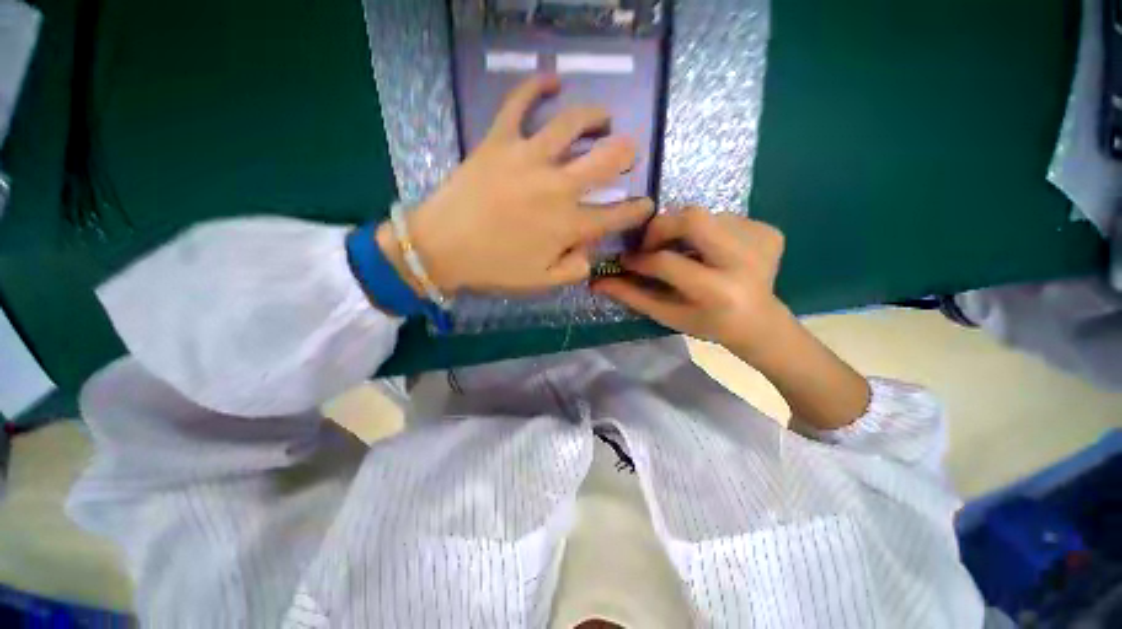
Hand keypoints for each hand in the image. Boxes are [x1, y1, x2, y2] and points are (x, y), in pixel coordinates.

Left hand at [380, 75, 653, 293]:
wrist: (440, 248)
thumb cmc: (493, 269)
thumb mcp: (541, 283)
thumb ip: (574, 269)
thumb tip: (590, 252)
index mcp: (569, 225)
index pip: (618, 215)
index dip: (638, 210)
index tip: (646, 205)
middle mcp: (557, 187)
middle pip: (606, 159)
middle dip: (626, 153)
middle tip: (628, 152)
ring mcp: (528, 158)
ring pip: (573, 122)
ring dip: (595, 116)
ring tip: (602, 118)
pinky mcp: (499, 140)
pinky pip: (519, 102)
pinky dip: (537, 84)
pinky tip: (553, 78)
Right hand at [595, 208, 871, 428]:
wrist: (760, 323)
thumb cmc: (708, 324)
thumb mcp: (667, 315)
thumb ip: (633, 296)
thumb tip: (597, 282)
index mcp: (717, 292)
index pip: (667, 262)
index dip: (640, 259)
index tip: (627, 260)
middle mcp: (743, 262)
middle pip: (693, 218)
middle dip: (662, 225)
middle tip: (651, 242)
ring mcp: (761, 242)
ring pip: (706, 214)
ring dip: (685, 230)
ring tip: (683, 251)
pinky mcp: (769, 232)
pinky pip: (725, 217)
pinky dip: (709, 230)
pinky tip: (710, 251)